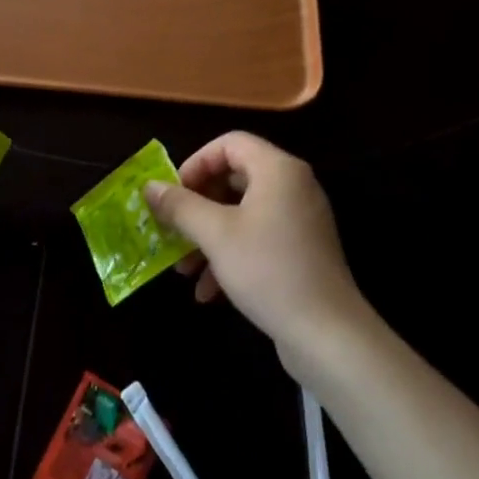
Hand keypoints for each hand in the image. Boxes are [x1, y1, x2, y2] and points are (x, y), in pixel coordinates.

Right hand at [145, 132, 366, 361]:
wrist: (328, 335)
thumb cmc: (268, 270)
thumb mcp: (215, 235)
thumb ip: (180, 205)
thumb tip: (149, 187)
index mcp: (277, 170)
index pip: (229, 143)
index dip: (196, 163)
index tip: (173, 194)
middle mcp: (293, 186)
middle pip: (234, 178)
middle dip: (197, 206)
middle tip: (172, 229)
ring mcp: (299, 220)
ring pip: (242, 213)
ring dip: (208, 236)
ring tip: (183, 269)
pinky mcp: (301, 251)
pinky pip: (257, 238)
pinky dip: (230, 256)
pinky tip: (208, 291)